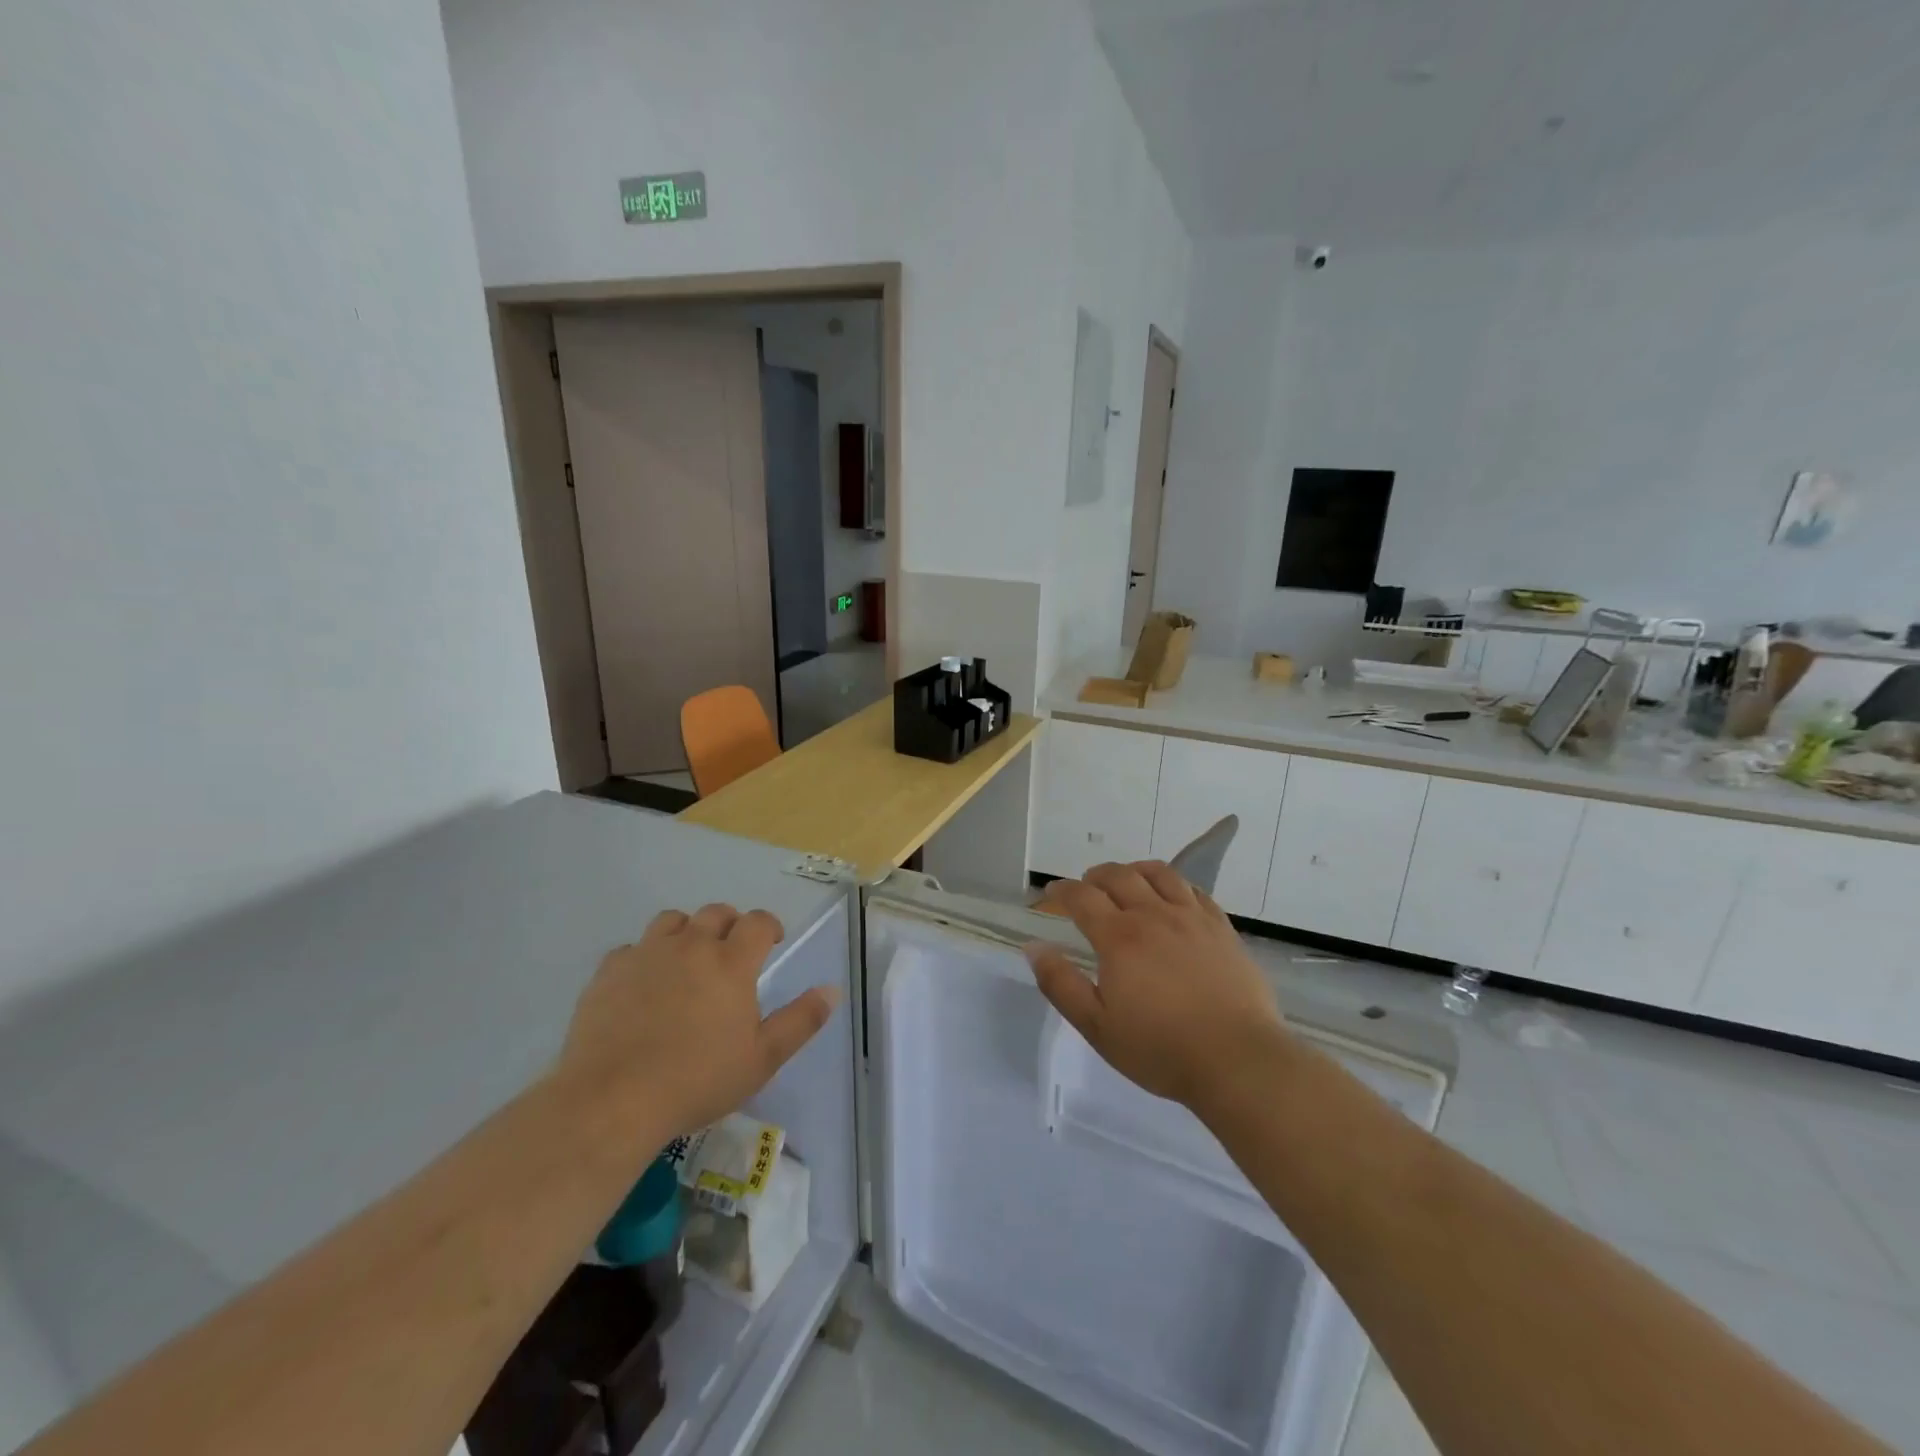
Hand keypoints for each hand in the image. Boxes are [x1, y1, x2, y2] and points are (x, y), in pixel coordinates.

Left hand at [557, 904, 840, 1139]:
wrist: (612, 1100)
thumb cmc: (697, 1080)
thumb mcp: (763, 1059)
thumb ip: (801, 1020)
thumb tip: (832, 989)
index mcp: (731, 962)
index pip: (758, 922)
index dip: (769, 926)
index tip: (772, 943)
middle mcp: (691, 946)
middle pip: (716, 913)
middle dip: (730, 925)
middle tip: (732, 953)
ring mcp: (646, 954)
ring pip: (672, 921)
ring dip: (686, 932)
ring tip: (687, 960)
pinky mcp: (609, 972)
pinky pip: (631, 949)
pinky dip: (644, 958)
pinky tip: (643, 985)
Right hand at [1027, 862, 1288, 1111]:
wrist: (1237, 1060)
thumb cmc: (1160, 1049)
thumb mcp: (1097, 1026)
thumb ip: (1061, 984)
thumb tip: (1034, 947)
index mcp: (1118, 938)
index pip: (1082, 897)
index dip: (1063, 890)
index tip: (1052, 892)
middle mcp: (1153, 915)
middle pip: (1119, 876)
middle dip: (1096, 876)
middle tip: (1086, 886)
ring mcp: (1191, 918)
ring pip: (1159, 874)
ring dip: (1134, 870)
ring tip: (1127, 880)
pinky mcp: (1221, 928)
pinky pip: (1194, 890)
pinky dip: (1173, 884)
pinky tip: (1171, 896)